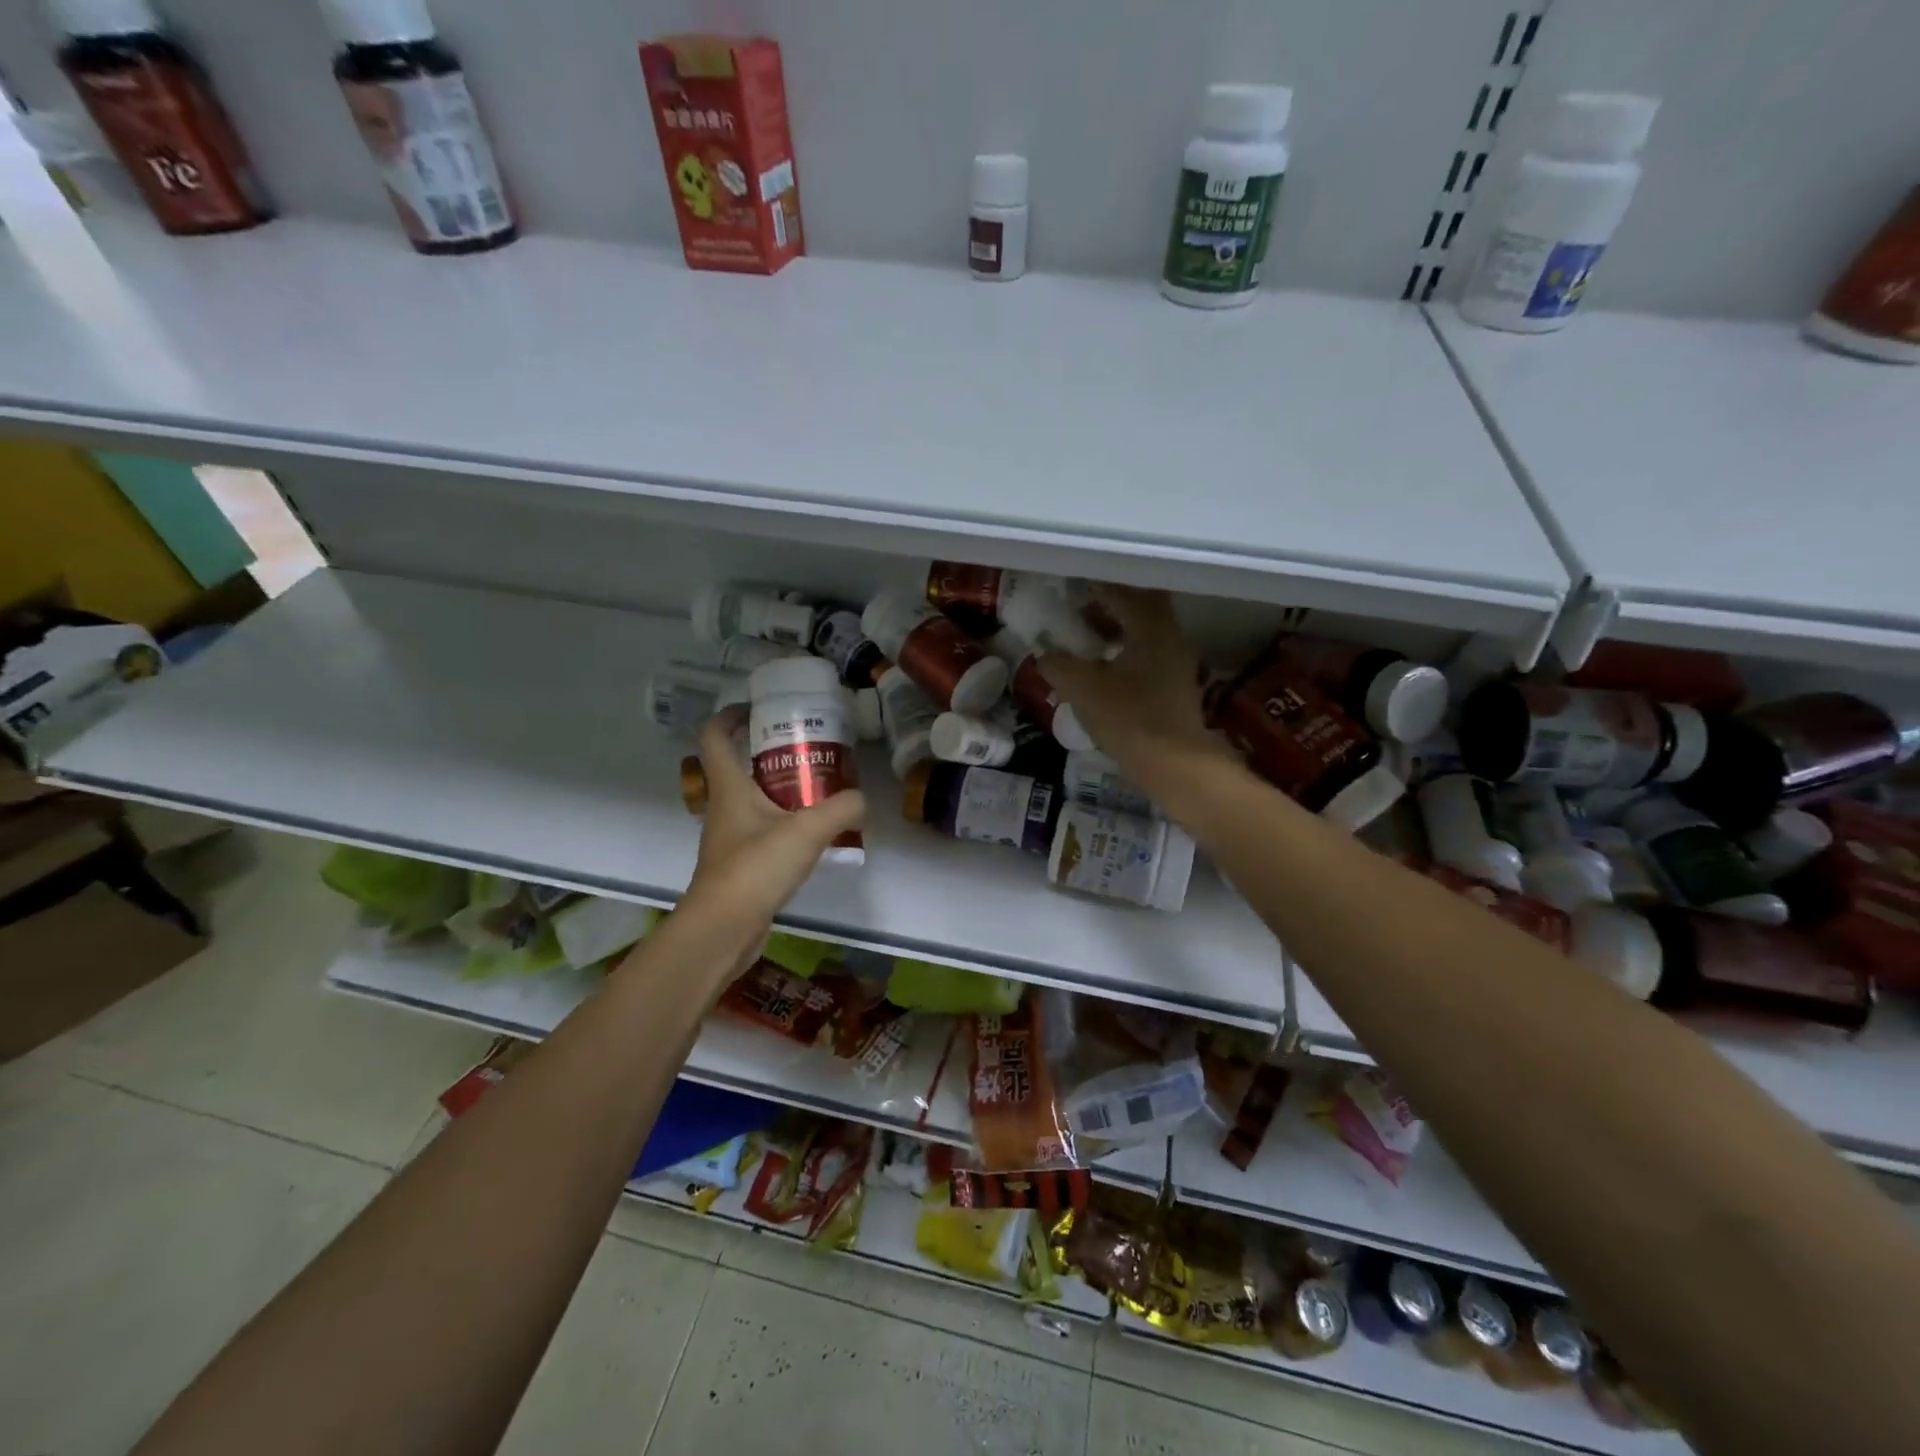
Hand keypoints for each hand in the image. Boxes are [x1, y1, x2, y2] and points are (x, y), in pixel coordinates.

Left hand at [681, 707, 867, 932]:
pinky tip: (817, 832)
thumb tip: (861, 800)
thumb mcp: (807, 831)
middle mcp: (725, 806)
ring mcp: (732, 836)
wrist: (724, 929)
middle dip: (772, 750)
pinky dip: (788, 822)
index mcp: (730, 787)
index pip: (715, 736)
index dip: (730, 715)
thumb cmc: (755, 868)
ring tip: (822, 786)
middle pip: (740, 765)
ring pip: (755, 798)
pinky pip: (766, 829)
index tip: (759, 708)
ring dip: (783, 788)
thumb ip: (842, 809)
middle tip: (809, 746)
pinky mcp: (742, 863)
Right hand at [1037, 586, 1231, 789]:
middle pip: (1139, 606)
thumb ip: (1058, 664)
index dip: (1093, 586)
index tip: (1069, 585)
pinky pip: (1147, 653)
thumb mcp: (1082, 689)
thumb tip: (1045, 654)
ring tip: (1084, 638)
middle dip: (1107, 604)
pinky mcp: (1175, 685)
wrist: (1173, 765)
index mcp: (1152, 627)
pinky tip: (1102, 667)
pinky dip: (1124, 649)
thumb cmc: (1129, 719)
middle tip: (1077, 610)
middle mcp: (1170, 636)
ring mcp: (1177, 662)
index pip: (1122, 591)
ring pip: (1144, 631)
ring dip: (1116, 628)